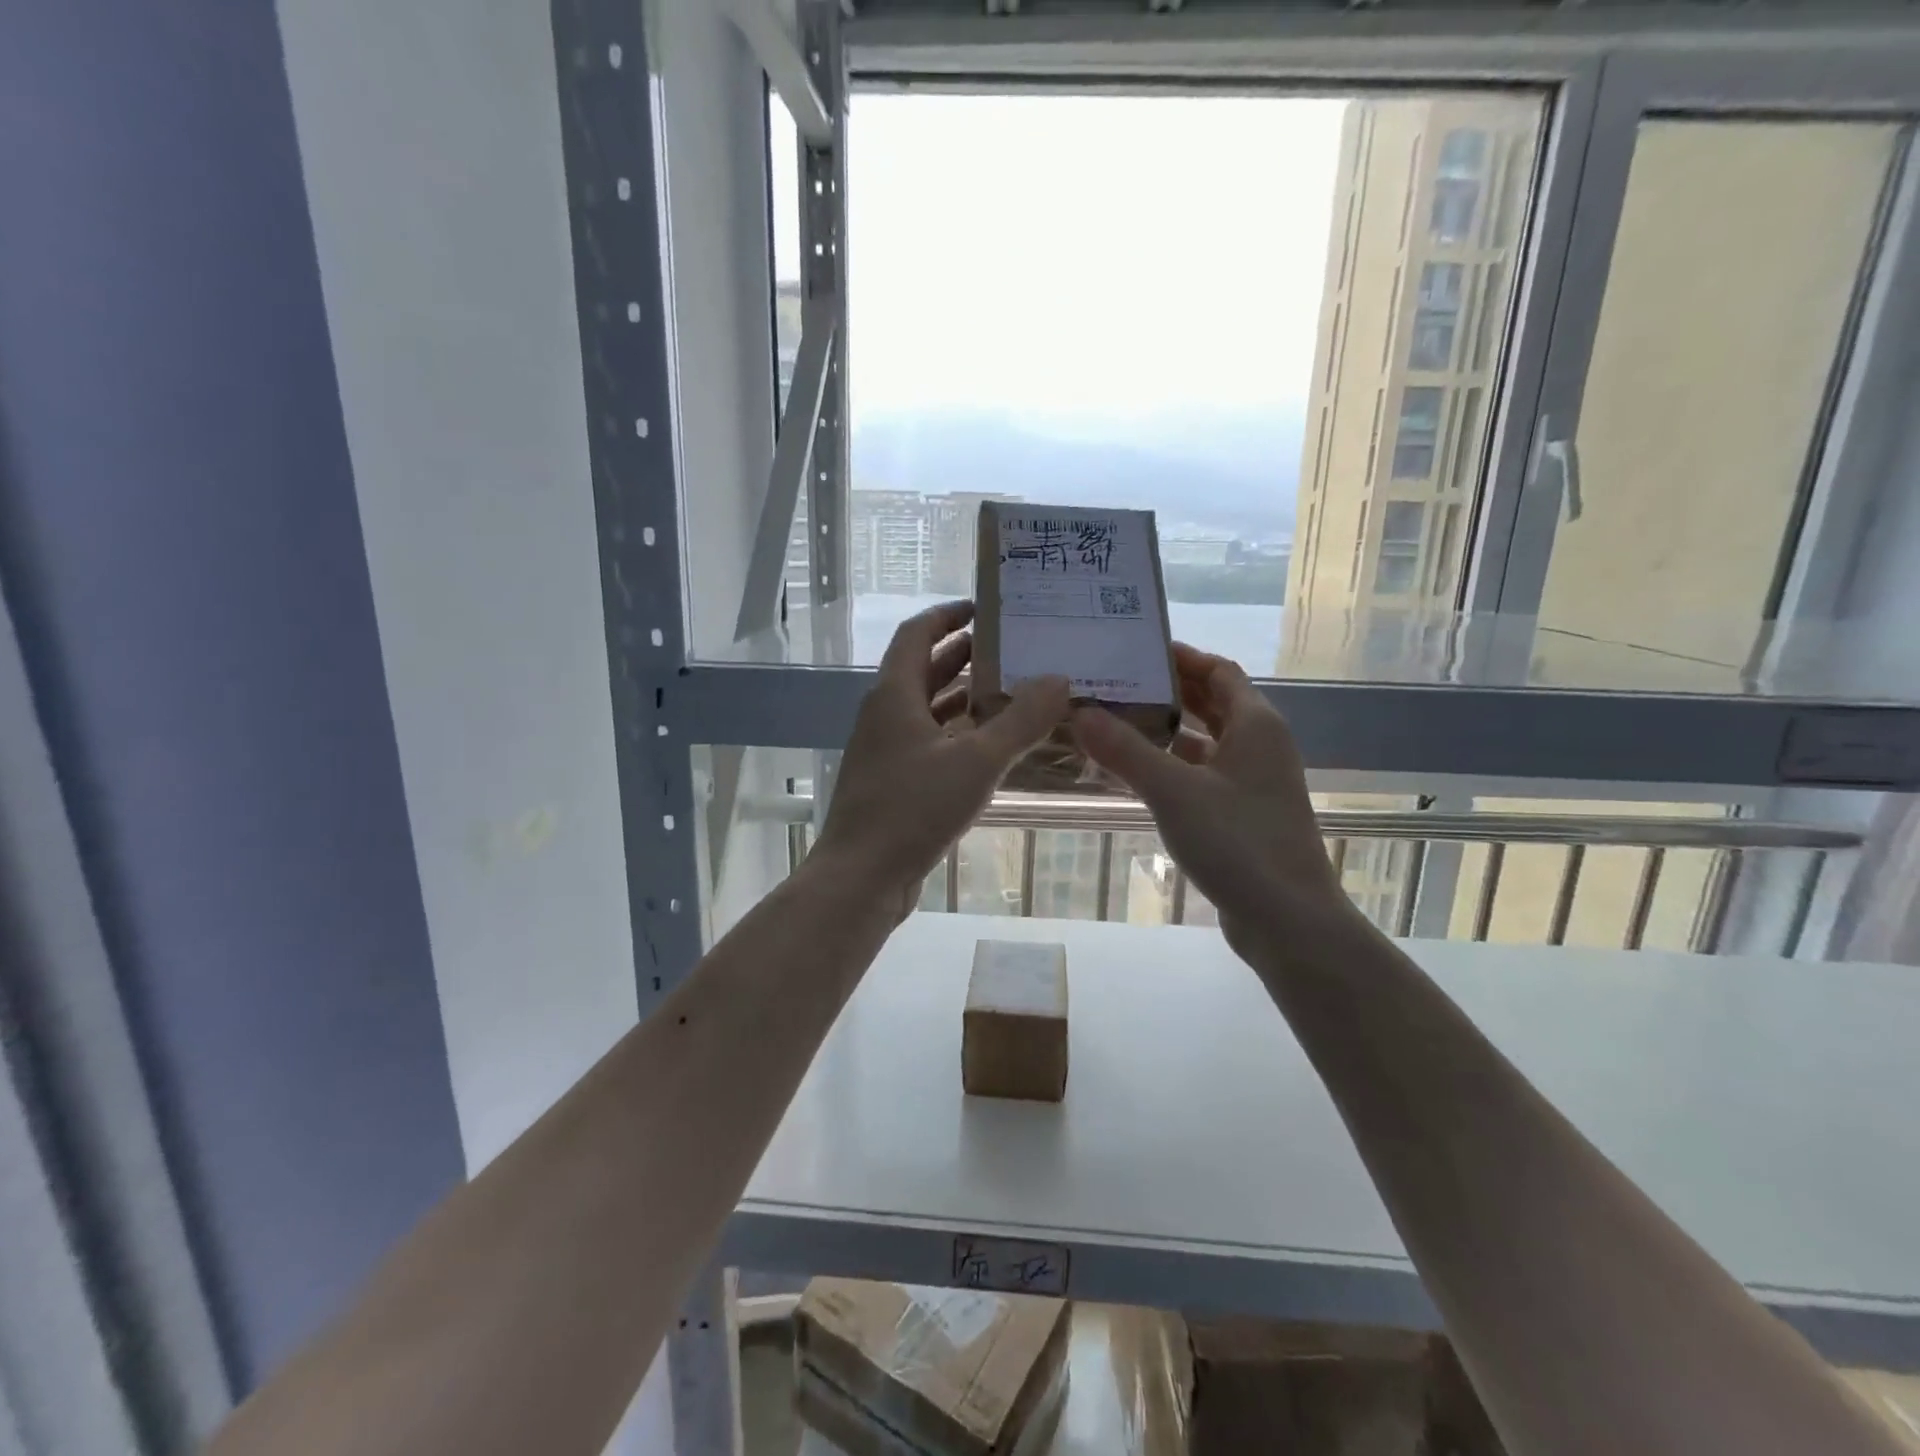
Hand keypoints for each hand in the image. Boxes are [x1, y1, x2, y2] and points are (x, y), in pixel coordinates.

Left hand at [814, 601, 1069, 921]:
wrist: (861, 877)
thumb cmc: (913, 809)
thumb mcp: (977, 761)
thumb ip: (1021, 720)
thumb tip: (1060, 679)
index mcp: (894, 694)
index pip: (917, 634)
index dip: (948, 615)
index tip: (985, 608)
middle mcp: (885, 714)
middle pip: (923, 669)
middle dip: (964, 655)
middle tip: (1013, 650)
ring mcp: (885, 750)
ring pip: (927, 709)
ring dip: (963, 697)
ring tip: (1011, 692)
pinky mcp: (892, 782)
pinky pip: (928, 742)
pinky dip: (958, 734)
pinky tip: (990, 747)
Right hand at [1071, 643, 1350, 955]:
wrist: (1288, 921)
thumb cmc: (1238, 843)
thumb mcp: (1174, 792)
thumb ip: (1126, 750)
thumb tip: (1079, 711)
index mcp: (1256, 725)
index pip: (1218, 671)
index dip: (1181, 658)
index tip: (1135, 652)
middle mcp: (1259, 746)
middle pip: (1213, 703)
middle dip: (1169, 691)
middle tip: (1115, 684)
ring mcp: (1253, 783)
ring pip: (1207, 742)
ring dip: (1168, 730)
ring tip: (1115, 722)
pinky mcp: (1243, 815)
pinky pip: (1203, 775)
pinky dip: (1173, 766)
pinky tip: (1137, 773)